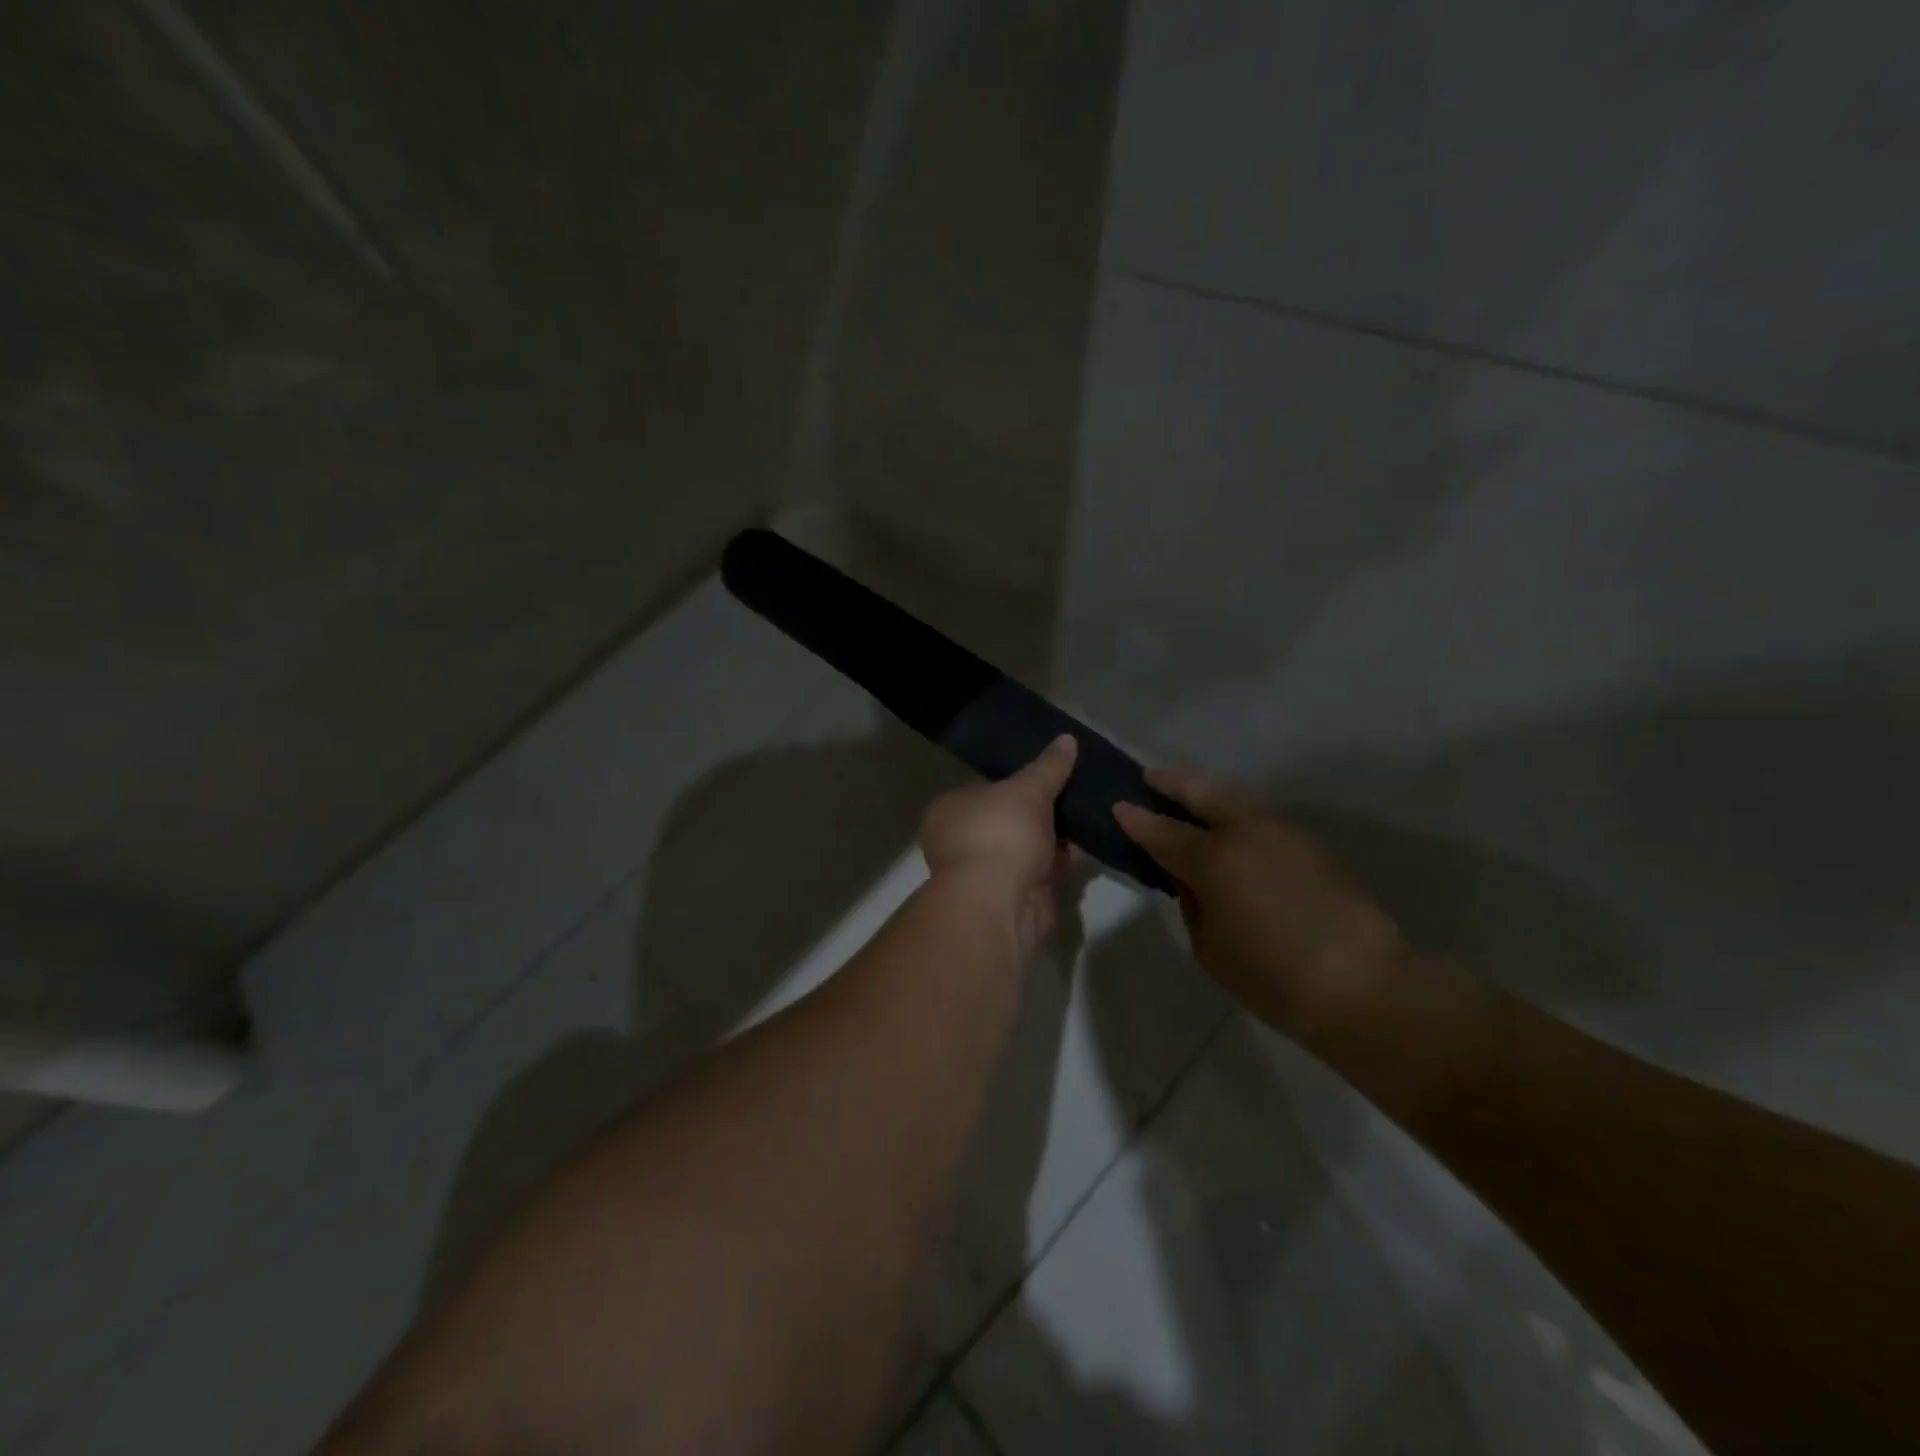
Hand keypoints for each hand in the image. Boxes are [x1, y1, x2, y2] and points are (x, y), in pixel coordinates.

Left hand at [920, 734, 1077, 957]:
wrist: (1000, 904)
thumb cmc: (1000, 834)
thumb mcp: (1027, 790)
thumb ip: (1048, 766)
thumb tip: (1067, 738)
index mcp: (950, 810)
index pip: (984, 787)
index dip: (1015, 780)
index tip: (1049, 771)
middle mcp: (963, 840)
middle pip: (1009, 817)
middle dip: (1041, 809)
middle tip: (1077, 788)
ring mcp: (989, 871)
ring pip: (1029, 844)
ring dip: (1057, 834)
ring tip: (1092, 809)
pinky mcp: (1016, 895)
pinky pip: (1044, 868)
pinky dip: (1065, 857)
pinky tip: (1093, 840)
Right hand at [1115, 771, 1406, 1033]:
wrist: (1364, 985)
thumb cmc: (1273, 977)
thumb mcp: (1210, 948)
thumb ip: (1191, 904)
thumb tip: (1191, 879)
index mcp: (1213, 858)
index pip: (1161, 831)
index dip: (1136, 819)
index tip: (1117, 806)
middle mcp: (1245, 830)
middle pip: (1201, 791)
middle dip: (1171, 782)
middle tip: (1149, 778)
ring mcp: (1282, 830)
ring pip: (1235, 795)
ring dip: (1206, 791)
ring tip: (1188, 796)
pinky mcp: (1309, 842)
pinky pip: (1259, 814)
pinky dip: (1235, 811)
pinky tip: (1230, 826)